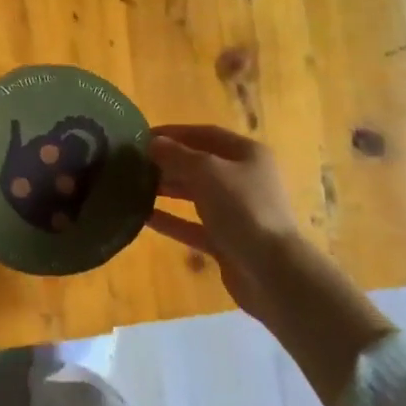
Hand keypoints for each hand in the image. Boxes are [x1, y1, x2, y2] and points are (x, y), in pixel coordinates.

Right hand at [145, 124, 306, 320]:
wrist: (272, 271)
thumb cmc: (243, 209)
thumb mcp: (207, 172)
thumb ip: (178, 155)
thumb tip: (154, 143)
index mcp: (247, 154)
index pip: (206, 134)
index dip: (174, 133)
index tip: (142, 136)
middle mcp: (244, 179)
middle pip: (200, 164)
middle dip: (168, 162)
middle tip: (133, 163)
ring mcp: (236, 212)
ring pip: (196, 195)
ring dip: (167, 189)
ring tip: (134, 186)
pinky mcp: (227, 241)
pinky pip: (194, 225)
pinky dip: (172, 220)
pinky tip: (144, 218)